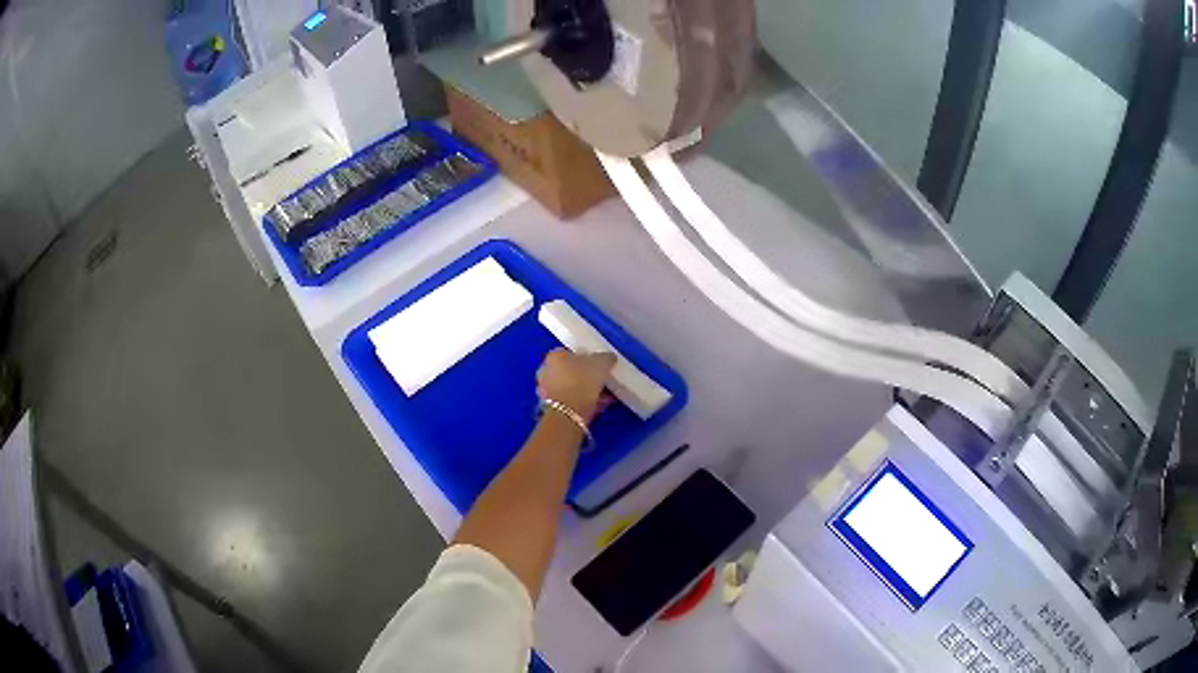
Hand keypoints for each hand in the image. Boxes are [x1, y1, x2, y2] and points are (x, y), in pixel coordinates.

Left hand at [536, 349, 615, 422]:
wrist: (568, 415)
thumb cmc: (581, 382)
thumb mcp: (600, 364)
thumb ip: (606, 358)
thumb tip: (609, 358)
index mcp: (554, 355)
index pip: (572, 352)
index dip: (588, 357)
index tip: (600, 365)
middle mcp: (546, 371)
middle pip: (571, 370)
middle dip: (588, 376)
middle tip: (604, 381)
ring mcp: (547, 390)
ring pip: (573, 387)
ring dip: (588, 390)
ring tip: (606, 395)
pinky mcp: (552, 407)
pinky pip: (572, 400)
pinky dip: (584, 401)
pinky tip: (599, 405)